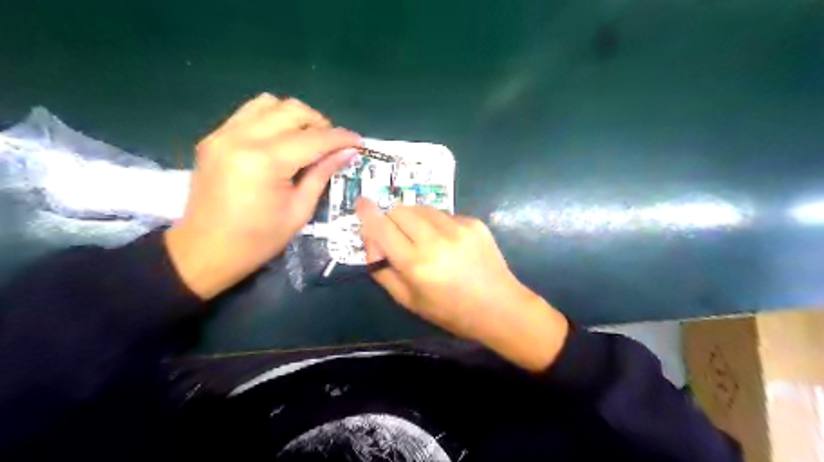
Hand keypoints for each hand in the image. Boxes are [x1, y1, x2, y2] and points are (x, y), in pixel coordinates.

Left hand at [167, 93, 361, 298]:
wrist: (205, 250)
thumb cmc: (258, 240)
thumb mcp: (299, 211)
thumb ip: (322, 175)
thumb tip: (347, 153)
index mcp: (264, 162)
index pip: (313, 138)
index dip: (340, 138)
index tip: (358, 142)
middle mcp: (241, 138)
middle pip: (292, 111)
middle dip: (320, 123)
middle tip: (331, 145)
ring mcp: (223, 134)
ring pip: (269, 103)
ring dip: (295, 116)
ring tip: (306, 139)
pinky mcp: (214, 137)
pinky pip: (249, 113)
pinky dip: (272, 119)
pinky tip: (281, 140)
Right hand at [358, 198, 570, 371]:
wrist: (500, 307)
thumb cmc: (451, 312)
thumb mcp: (409, 301)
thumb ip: (384, 272)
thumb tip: (372, 245)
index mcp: (416, 264)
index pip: (382, 227)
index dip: (367, 213)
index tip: (361, 203)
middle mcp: (435, 240)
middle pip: (400, 210)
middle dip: (391, 219)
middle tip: (397, 236)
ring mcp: (458, 228)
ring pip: (422, 208)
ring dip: (414, 219)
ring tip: (424, 240)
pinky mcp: (474, 223)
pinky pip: (444, 214)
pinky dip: (437, 224)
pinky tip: (448, 243)